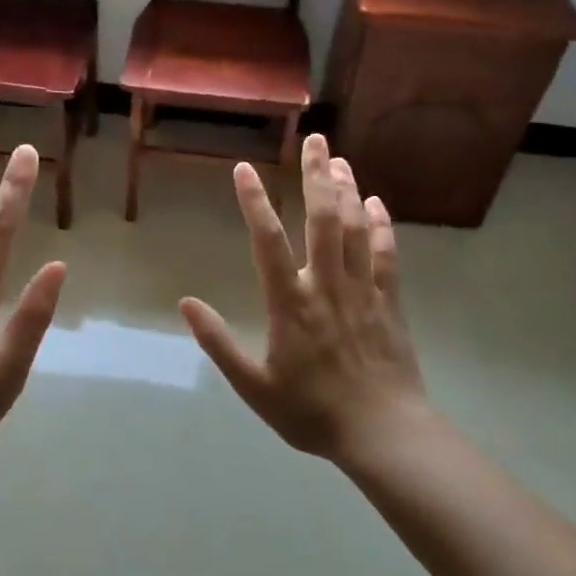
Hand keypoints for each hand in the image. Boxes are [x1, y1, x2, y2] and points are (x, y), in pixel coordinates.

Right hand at [179, 134, 427, 462]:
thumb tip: (186, 304)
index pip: (268, 242)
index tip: (244, 169)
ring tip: (340, 160)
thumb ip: (219, 343)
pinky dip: (381, 227)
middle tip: (316, 141)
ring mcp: (362, 291)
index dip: (255, 202)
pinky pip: (386, 256)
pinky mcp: (389, 303)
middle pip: (323, 220)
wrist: (384, 434)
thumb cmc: (312, 412)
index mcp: (291, 304)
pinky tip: (376, 204)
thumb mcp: (254, 386)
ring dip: (348, 192)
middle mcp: (327, 286)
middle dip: (317, 176)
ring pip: (356, 230)